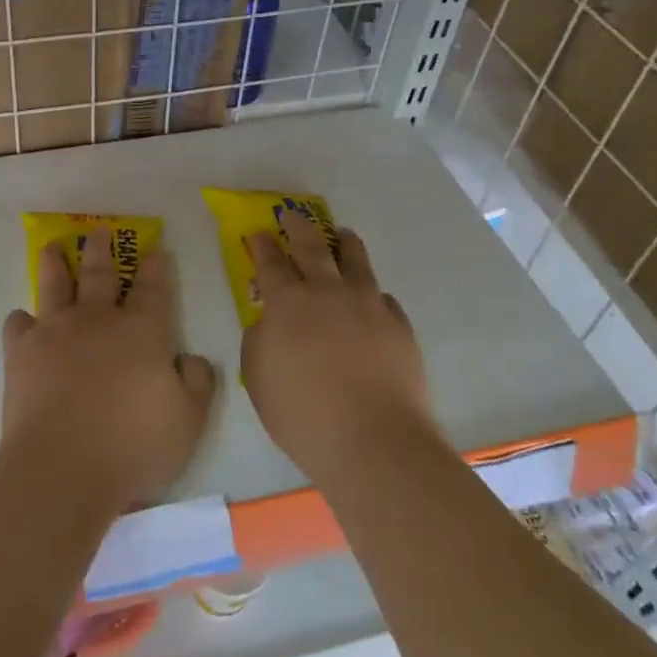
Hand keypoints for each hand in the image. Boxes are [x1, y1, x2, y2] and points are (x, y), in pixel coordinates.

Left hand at [1, 234, 216, 507]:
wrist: (63, 466)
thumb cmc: (133, 445)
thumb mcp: (189, 420)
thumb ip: (197, 382)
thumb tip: (192, 358)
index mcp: (141, 331)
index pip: (152, 288)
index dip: (155, 267)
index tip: (155, 248)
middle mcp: (98, 319)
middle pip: (101, 273)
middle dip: (102, 249)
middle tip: (100, 230)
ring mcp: (56, 331)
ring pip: (56, 285)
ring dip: (56, 263)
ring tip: (53, 247)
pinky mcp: (22, 352)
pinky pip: (18, 324)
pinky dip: (22, 320)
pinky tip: (23, 321)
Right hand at [241, 211, 435, 485]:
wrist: (374, 441)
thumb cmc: (303, 414)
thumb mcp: (258, 378)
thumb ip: (259, 341)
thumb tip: (269, 323)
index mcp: (288, 303)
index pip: (271, 263)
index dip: (262, 246)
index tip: (257, 232)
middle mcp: (328, 292)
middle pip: (313, 247)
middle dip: (299, 228)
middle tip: (293, 215)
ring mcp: (368, 305)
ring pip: (355, 261)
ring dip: (344, 244)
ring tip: (343, 235)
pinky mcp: (399, 325)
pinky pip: (383, 298)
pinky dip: (372, 293)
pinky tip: (372, 300)